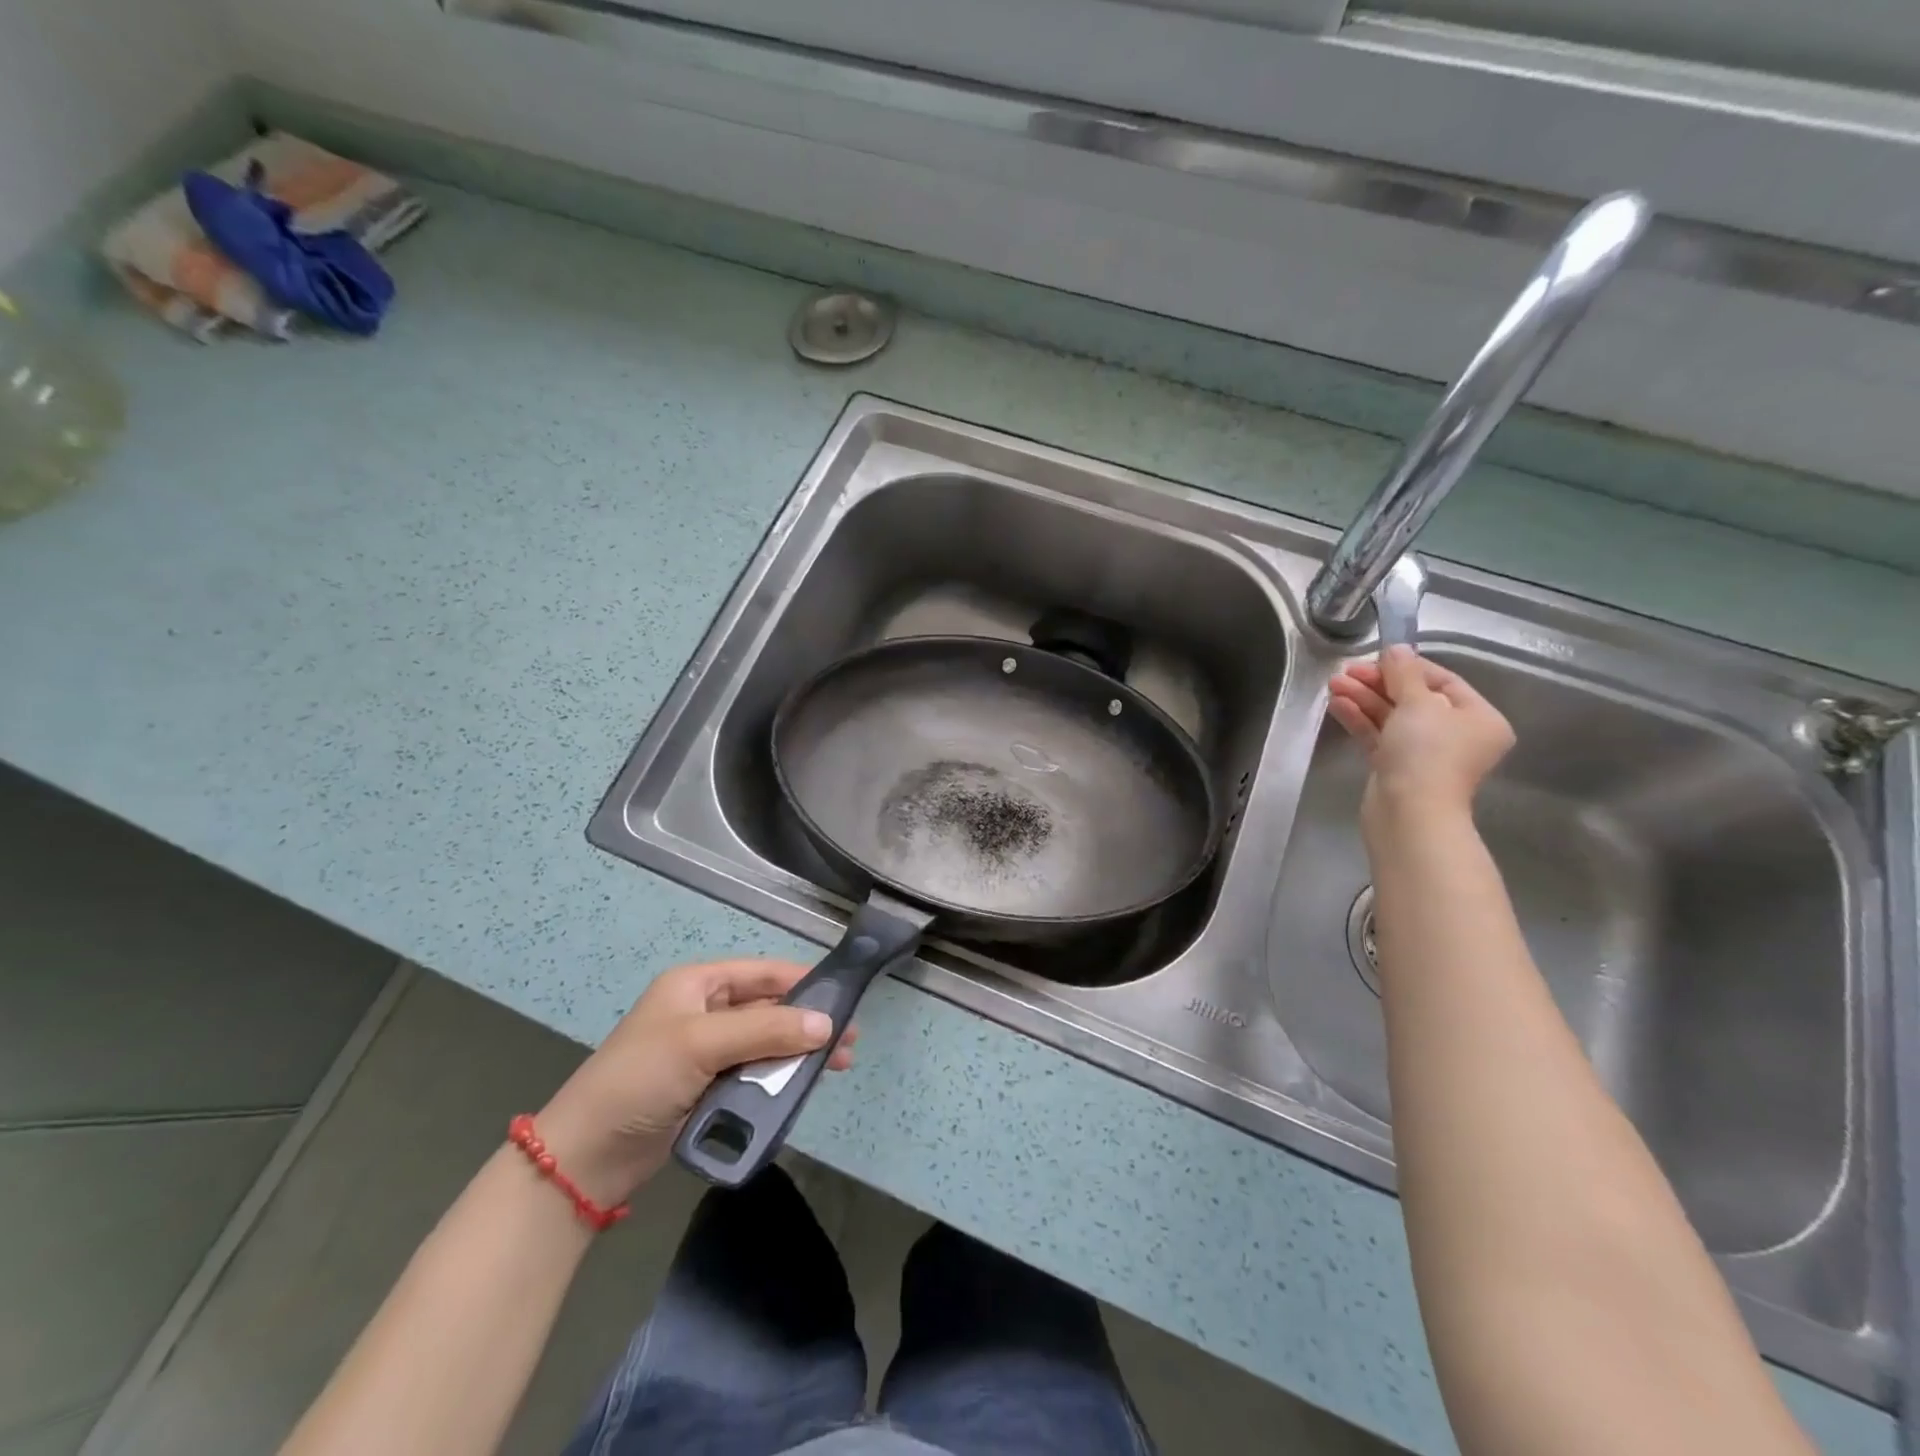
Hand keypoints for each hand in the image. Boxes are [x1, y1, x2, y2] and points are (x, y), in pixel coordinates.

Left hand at [533, 959, 855, 1203]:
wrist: (585, 1158)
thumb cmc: (641, 1079)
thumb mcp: (703, 1044)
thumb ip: (766, 1031)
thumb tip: (826, 1024)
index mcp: (697, 985)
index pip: (763, 973)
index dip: (804, 982)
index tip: (845, 998)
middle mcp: (704, 1012)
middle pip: (768, 1009)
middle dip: (807, 1023)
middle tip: (848, 1042)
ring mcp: (705, 1053)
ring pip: (765, 1044)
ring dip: (797, 1054)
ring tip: (837, 1067)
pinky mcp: (706, 1089)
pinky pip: (753, 1075)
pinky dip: (778, 1080)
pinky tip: (803, 1088)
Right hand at [1327, 645, 1514, 842]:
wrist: (1410, 812)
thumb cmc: (1427, 753)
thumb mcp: (1418, 703)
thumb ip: (1404, 673)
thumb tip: (1397, 648)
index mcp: (1478, 718)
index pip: (1442, 681)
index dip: (1407, 666)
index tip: (1374, 657)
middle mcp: (1456, 734)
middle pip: (1413, 698)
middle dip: (1377, 683)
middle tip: (1346, 672)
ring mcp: (1425, 753)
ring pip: (1391, 717)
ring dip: (1363, 699)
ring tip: (1333, 685)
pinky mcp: (1397, 767)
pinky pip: (1379, 735)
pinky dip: (1360, 719)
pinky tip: (1337, 704)